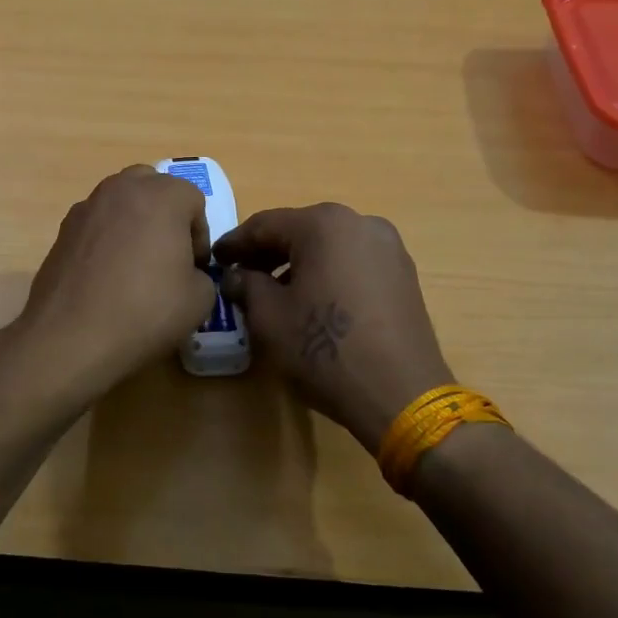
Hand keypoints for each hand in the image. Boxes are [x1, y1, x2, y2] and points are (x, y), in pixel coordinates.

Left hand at [9, 165, 216, 408]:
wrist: (71, 336)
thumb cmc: (144, 311)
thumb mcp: (199, 299)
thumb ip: (201, 274)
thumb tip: (186, 272)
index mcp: (162, 195)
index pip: (194, 199)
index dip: (199, 234)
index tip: (193, 267)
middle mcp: (122, 189)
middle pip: (153, 186)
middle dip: (165, 214)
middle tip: (167, 254)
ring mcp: (87, 206)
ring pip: (120, 201)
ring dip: (134, 222)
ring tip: (135, 265)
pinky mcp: (62, 229)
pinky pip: (96, 223)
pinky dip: (106, 238)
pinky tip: (105, 276)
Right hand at [215, 204, 452, 453]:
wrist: (402, 394)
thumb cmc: (325, 350)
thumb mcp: (269, 318)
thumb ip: (246, 286)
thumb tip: (237, 276)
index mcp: (324, 224)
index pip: (265, 225)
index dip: (235, 243)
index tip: (214, 259)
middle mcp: (360, 223)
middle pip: (300, 231)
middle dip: (267, 252)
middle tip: (240, 275)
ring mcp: (388, 248)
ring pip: (329, 246)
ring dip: (298, 263)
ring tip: (274, 292)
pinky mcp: (403, 275)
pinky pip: (353, 263)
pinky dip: (328, 273)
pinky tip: (313, 301)